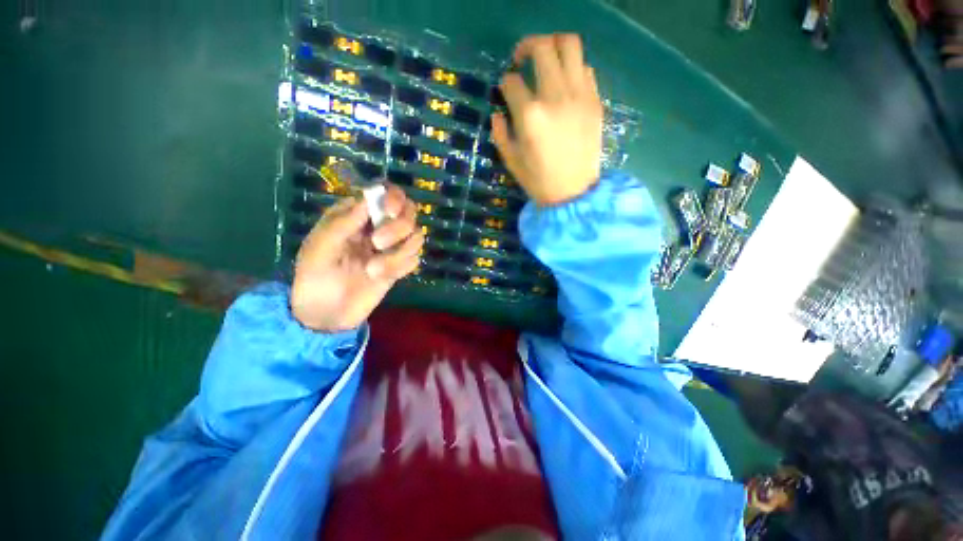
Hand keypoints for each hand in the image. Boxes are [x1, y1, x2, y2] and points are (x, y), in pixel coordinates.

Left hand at [291, 185, 423, 331]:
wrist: (326, 314)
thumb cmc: (315, 276)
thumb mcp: (320, 246)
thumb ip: (343, 222)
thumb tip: (368, 198)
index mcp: (357, 215)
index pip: (386, 193)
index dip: (394, 198)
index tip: (389, 212)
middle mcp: (379, 227)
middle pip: (409, 212)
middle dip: (398, 227)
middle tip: (377, 244)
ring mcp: (392, 247)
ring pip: (416, 236)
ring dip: (399, 253)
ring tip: (373, 271)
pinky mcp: (400, 266)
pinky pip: (415, 259)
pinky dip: (401, 267)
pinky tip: (381, 277)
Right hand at [491, 34, 603, 206]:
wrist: (573, 193)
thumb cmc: (538, 181)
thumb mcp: (510, 161)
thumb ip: (499, 133)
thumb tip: (498, 113)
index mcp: (530, 116)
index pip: (512, 82)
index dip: (505, 83)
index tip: (506, 91)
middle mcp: (555, 97)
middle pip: (541, 47)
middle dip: (526, 47)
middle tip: (521, 60)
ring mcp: (579, 96)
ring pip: (569, 45)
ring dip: (553, 46)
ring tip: (546, 61)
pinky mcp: (595, 101)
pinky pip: (585, 68)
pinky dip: (572, 69)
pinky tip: (565, 85)